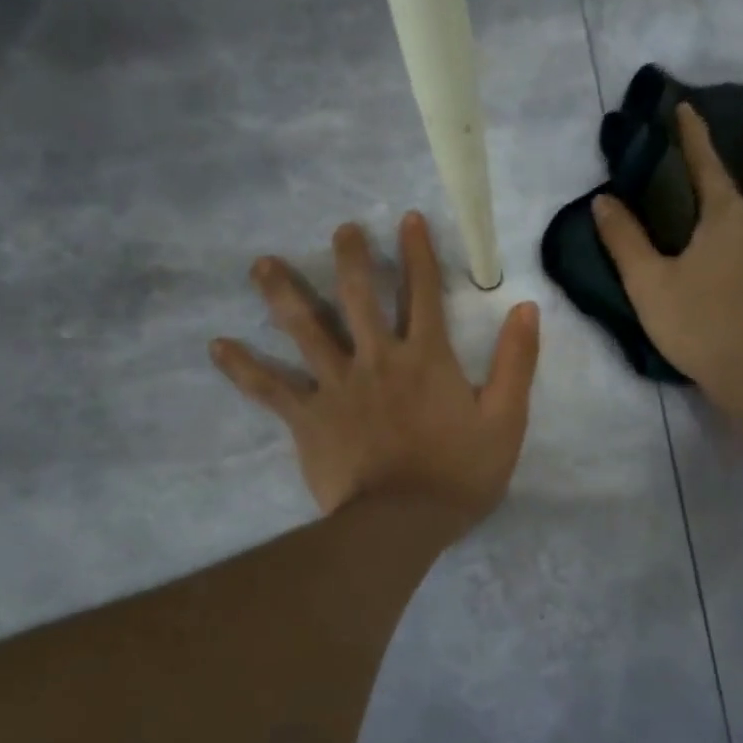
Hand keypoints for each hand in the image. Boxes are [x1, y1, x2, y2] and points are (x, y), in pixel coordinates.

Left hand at [211, 212, 539, 535]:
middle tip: (341, 228)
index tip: (408, 218)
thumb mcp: (506, 418)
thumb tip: (525, 307)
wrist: (402, 523)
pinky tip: (217, 345)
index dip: (418, 253)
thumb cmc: (460, 473)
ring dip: (283, 293)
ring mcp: (337, 386)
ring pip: (305, 329)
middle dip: (351, 258)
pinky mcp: (307, 417)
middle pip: (359, 297)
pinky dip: (242, 367)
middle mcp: (377, 358)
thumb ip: (516, 361)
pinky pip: (269, 388)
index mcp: (426, 356)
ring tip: (262, 264)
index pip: (424, 292)